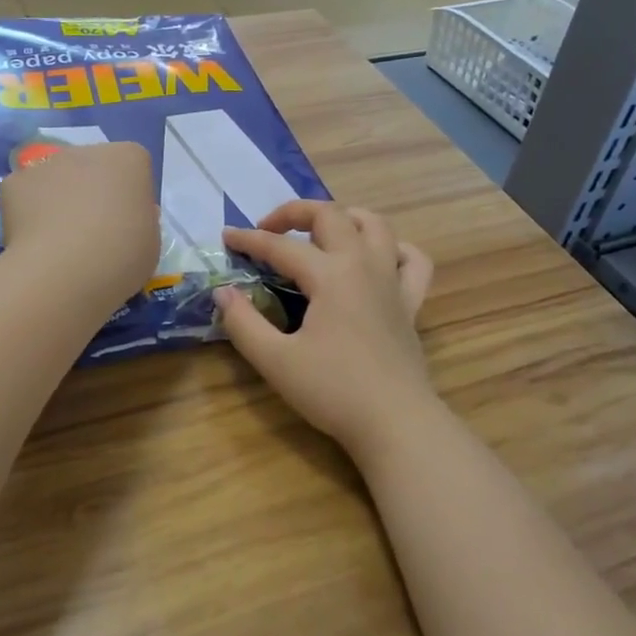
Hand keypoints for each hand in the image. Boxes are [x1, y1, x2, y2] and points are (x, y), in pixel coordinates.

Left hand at [0, 142, 157, 311]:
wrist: (66, 270)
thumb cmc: (122, 255)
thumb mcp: (150, 241)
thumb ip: (140, 220)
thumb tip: (125, 218)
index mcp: (129, 158)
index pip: (132, 167)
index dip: (129, 196)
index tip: (127, 223)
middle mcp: (86, 150)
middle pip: (91, 167)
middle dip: (91, 192)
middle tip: (92, 234)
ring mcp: (47, 164)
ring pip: (55, 179)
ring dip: (58, 200)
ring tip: (59, 242)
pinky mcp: (14, 182)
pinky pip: (25, 195)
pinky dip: (27, 214)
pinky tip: (33, 243)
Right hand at [217, 201, 435, 460]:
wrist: (395, 423)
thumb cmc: (333, 391)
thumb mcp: (275, 360)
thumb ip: (243, 323)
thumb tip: (223, 292)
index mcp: (330, 275)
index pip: (281, 247)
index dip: (249, 239)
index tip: (226, 237)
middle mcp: (363, 265)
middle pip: (331, 216)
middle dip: (295, 212)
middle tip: (269, 229)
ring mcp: (392, 282)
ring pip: (376, 226)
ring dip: (345, 218)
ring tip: (321, 232)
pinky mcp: (411, 304)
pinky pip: (412, 261)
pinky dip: (394, 250)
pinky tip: (377, 260)